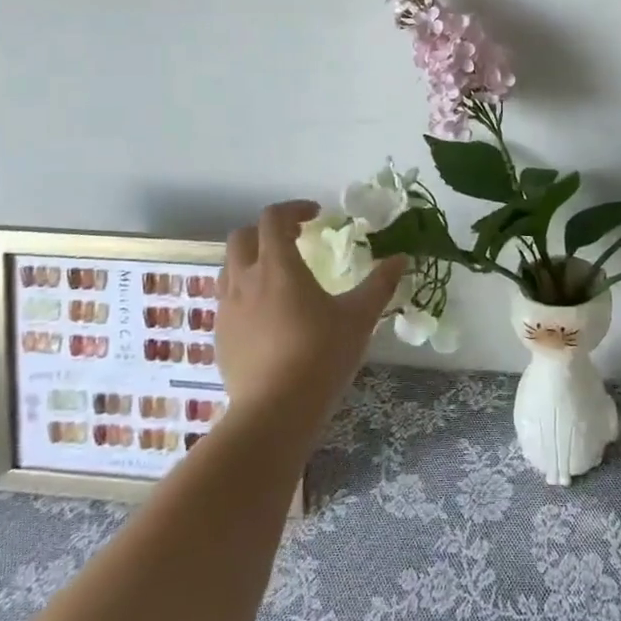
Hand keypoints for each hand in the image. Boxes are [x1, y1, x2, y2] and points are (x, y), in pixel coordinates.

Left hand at [214, 200, 406, 429]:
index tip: (315, 216)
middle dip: (267, 231)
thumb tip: (401, 258)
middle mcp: (245, 280)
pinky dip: (244, 293)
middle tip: (294, 240)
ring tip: (278, 277)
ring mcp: (227, 309)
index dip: (293, 209)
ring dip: (251, 260)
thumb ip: (380, 284)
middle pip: (243, 237)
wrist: (275, 412)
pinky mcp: (219, 337)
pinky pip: (227, 301)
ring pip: (229, 268)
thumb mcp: (359, 317)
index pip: (273, 218)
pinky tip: (266, 316)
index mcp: (278, 266)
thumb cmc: (321, 355)